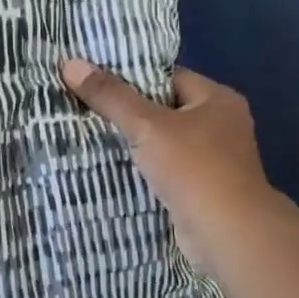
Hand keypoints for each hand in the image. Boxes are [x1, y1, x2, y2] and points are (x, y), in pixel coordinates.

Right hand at [60, 58, 298, 275]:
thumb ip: (110, 96)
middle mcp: (221, 125)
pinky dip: (143, 168)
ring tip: (89, 134)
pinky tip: (111, 167)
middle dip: (127, 111)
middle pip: (164, 108)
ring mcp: (215, 159)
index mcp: (217, 99)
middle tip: (84, 106)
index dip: (131, 76)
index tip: (95, 79)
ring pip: (163, 141)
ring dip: (134, 142)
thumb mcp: (146, 125)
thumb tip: (70, 63)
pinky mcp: (202, 188)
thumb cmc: (193, 168)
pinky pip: (165, 168)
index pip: (168, 76)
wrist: (228, 234)